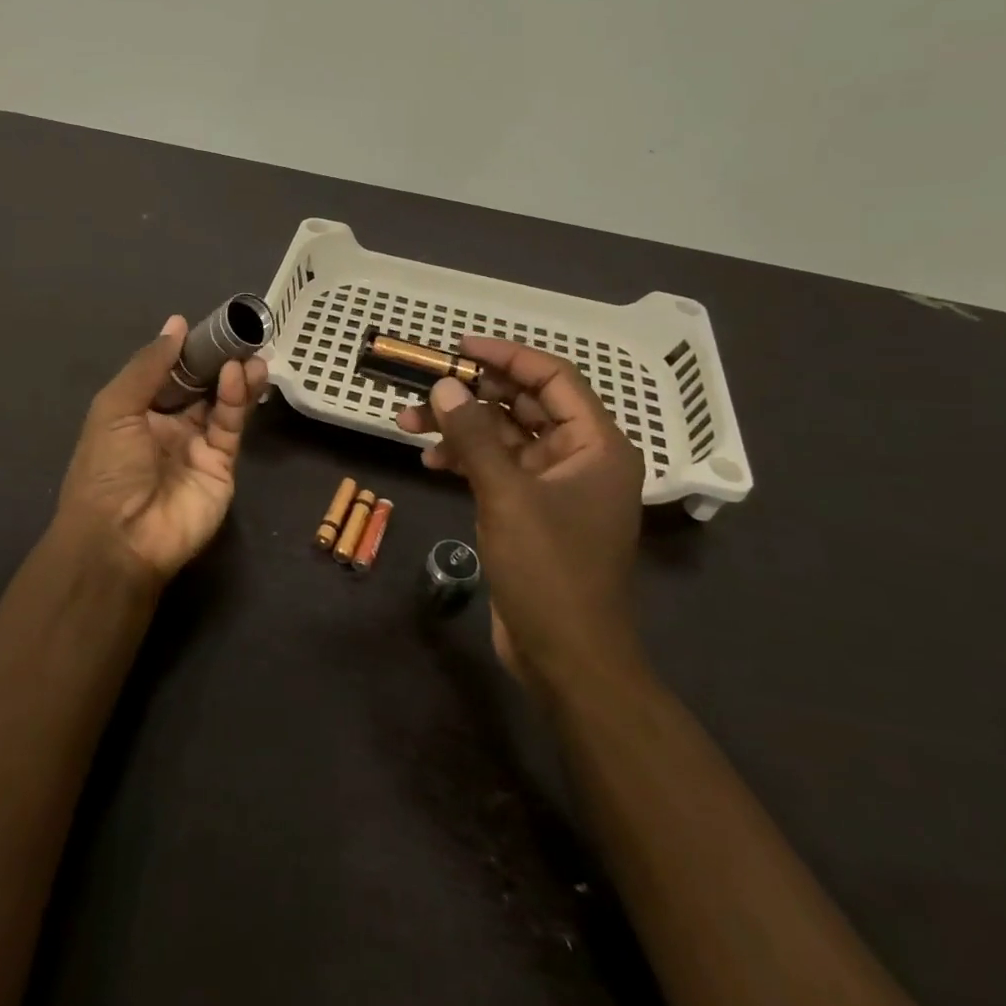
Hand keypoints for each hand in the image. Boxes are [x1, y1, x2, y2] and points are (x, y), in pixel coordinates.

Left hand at [54, 315, 269, 584]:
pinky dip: (236, 400)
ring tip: (251, 353)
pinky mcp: (222, 466)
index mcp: (137, 413)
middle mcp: (168, 427)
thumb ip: (149, 365)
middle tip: (241, 336)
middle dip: (218, 361)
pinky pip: (229, 427)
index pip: (168, 373)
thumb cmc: (107, 468)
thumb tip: (176, 323)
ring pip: (221, 404)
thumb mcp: (116, 408)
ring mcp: (197, 447)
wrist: (120, 538)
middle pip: (200, 386)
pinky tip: (239, 376)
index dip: (187, 351)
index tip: (209, 325)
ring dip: (235, 377)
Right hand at [397, 337, 645, 688]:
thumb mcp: (506, 495)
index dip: (507, 356)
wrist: (568, 657)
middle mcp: (581, 457)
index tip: (460, 347)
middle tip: (423, 388)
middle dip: (471, 395)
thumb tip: (445, 384)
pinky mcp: (533, 511)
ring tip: (408, 424)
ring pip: (504, 437)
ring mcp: (556, 486)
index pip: (553, 378)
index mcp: (596, 445)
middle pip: (523, 405)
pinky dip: (467, 459)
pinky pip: (498, 468)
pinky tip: (431, 462)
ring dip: (460, 428)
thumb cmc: (549, 570)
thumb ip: (474, 435)